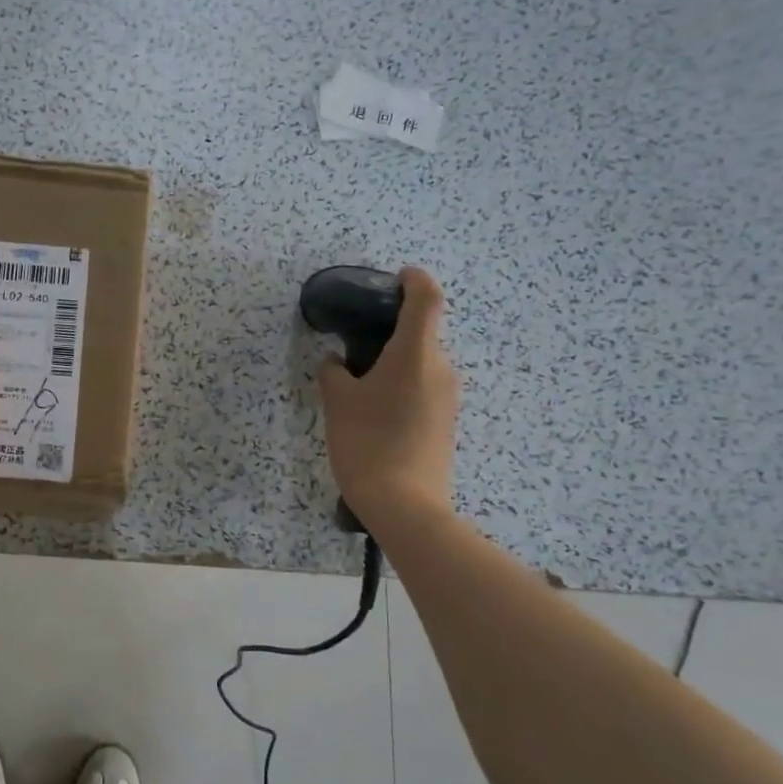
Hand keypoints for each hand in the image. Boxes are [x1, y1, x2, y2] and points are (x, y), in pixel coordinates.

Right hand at [316, 267, 458, 520]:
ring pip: (421, 363)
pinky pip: (424, 387)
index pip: (426, 299)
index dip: (414, 280)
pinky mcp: (446, 422)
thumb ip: (334, 373)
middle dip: (392, 330)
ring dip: (395, 361)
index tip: (396, 277)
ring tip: (358, 381)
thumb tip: (338, 363)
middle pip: (422, 333)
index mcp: (416, 354)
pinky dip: (402, 384)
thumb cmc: (367, 443)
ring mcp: (448, 398)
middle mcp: (441, 369)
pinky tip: (374, 409)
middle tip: (354, 342)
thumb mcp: (338, 403)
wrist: (405, 506)